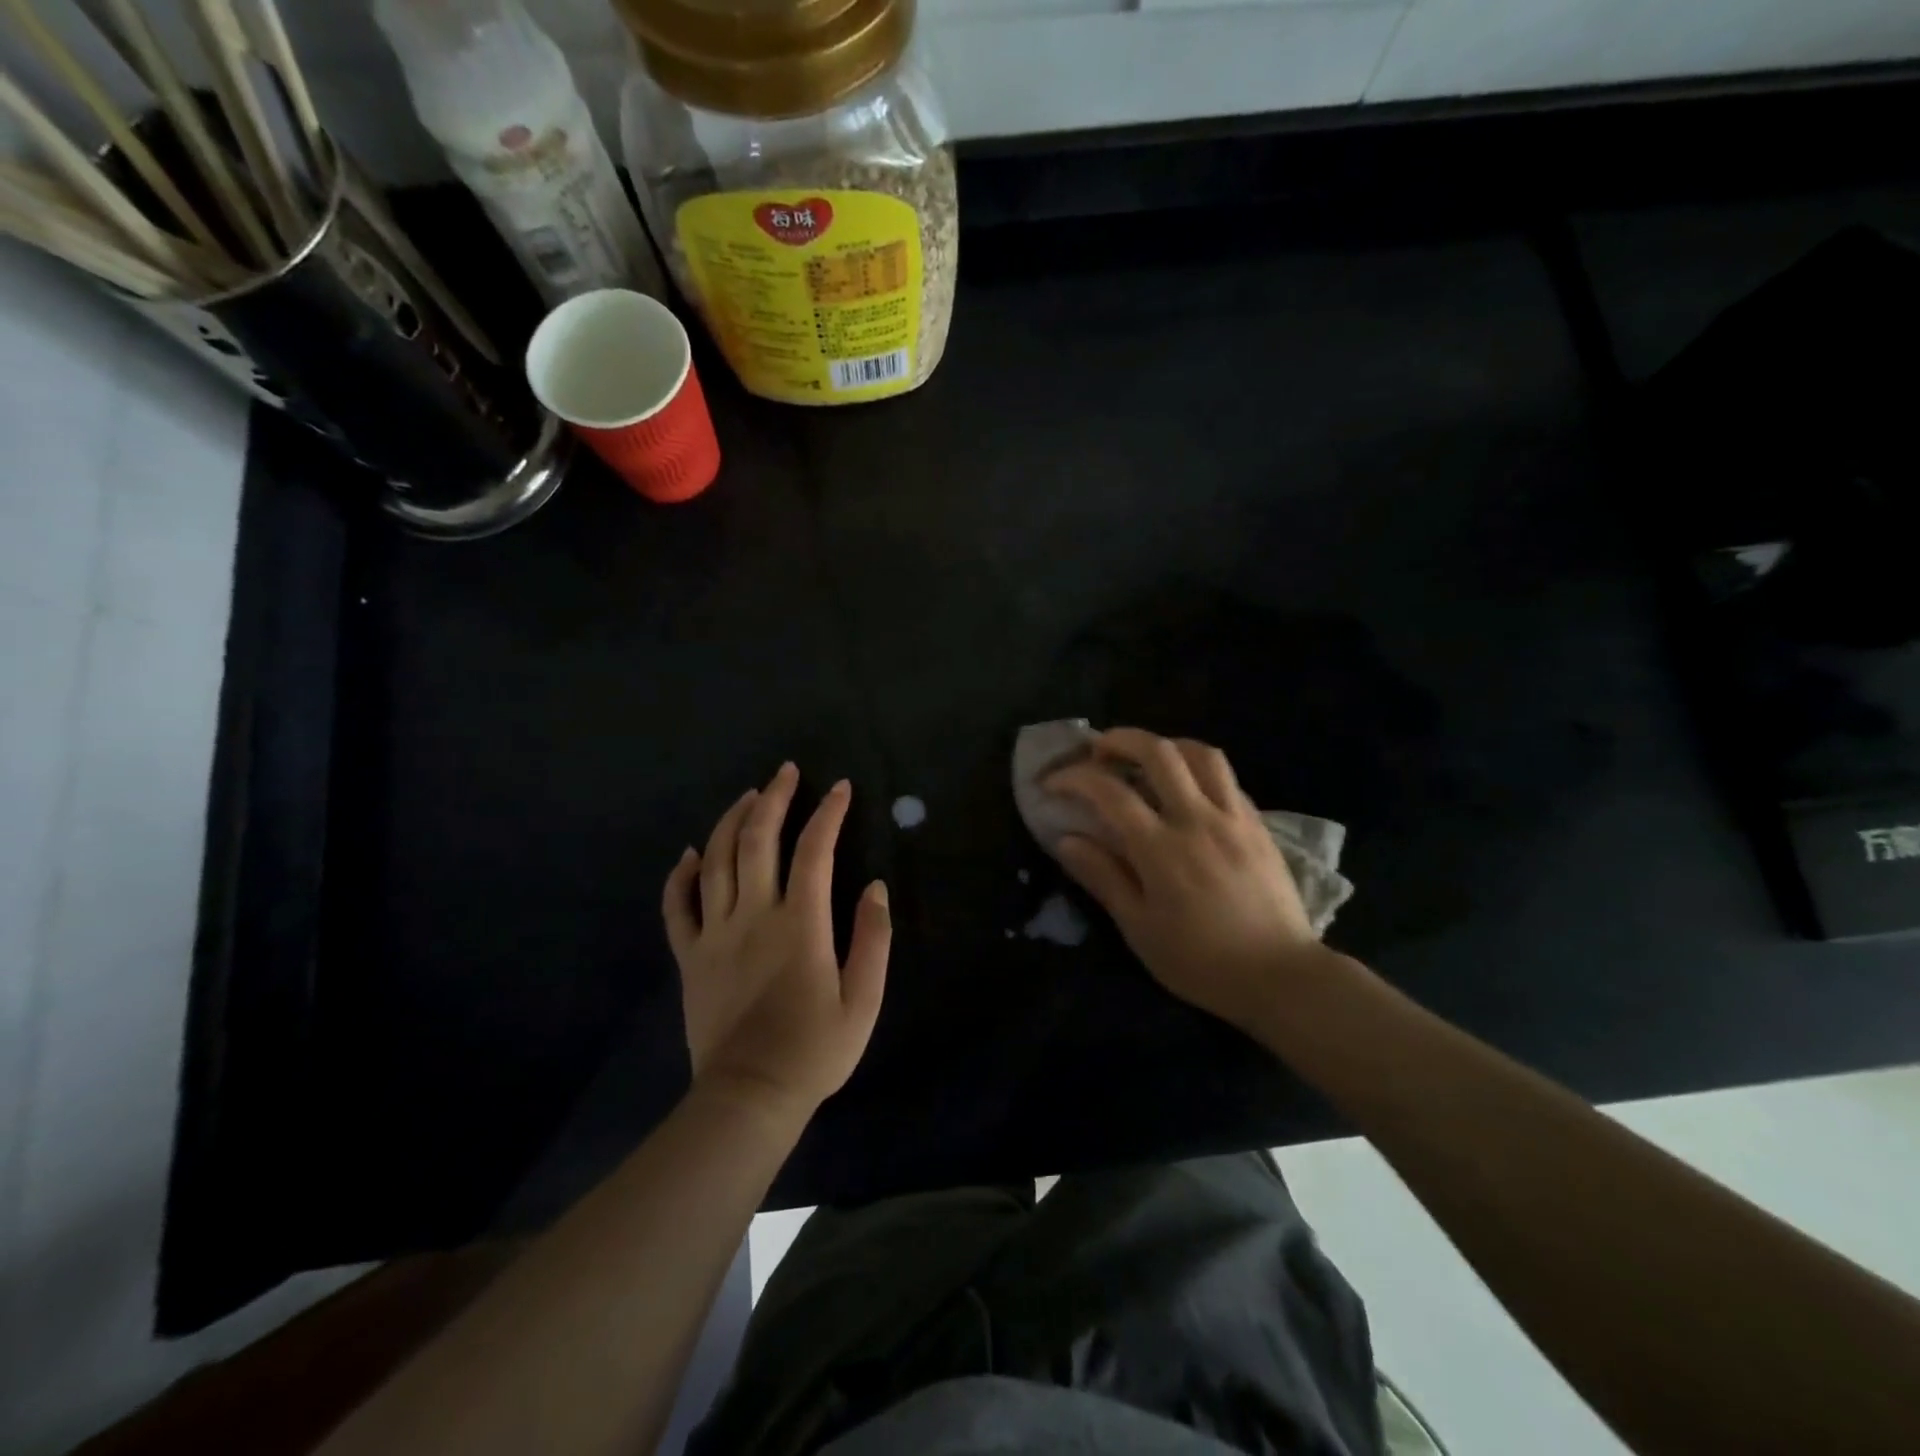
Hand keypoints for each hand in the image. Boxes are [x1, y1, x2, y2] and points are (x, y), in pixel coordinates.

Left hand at [664, 764, 890, 1118]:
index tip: (841, 788)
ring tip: (749, 796)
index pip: (814, 851)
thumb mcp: (864, 1000)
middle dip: (774, 798)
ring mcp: (714, 934)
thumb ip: (874, 939)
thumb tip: (876, 887)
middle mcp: (753, 916)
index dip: (828, 814)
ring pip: (716, 860)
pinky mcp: (689, 956)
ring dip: (732, 821)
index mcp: (800, 924)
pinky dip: (681, 875)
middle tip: (786, 772)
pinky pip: (677, 906)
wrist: (749, 1098)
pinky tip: (691, 853)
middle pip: (758, 840)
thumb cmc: (814, 1050)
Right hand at [1046, 729, 1328, 1035]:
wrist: (1280, 976)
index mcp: (1161, 849)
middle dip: (1120, 740)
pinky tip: (1188, 790)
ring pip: (1201, 754)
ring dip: (1166, 746)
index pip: (1109, 792)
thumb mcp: (1139, 929)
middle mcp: (1197, 820)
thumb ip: (1103, 877)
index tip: (1052, 783)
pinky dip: (1199, 770)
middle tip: (1099, 751)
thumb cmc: (1200, 961)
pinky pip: (1227, 779)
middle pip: (1158, 752)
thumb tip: (1066, 839)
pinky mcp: (1259, 825)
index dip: (1074, 778)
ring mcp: (1234, 818)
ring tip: (1146, 759)